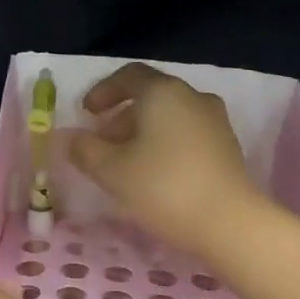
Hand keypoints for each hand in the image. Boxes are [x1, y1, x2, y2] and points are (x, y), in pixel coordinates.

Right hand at [67, 63, 264, 253]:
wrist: (229, 222)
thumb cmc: (164, 188)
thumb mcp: (112, 171)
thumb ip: (85, 150)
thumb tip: (70, 138)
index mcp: (163, 92)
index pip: (129, 76)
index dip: (103, 91)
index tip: (86, 113)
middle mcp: (193, 97)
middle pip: (151, 96)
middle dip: (122, 117)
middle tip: (102, 145)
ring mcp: (215, 121)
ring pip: (170, 117)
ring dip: (143, 133)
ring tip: (126, 164)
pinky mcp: (227, 147)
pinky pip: (187, 134)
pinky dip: (165, 144)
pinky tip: (155, 174)